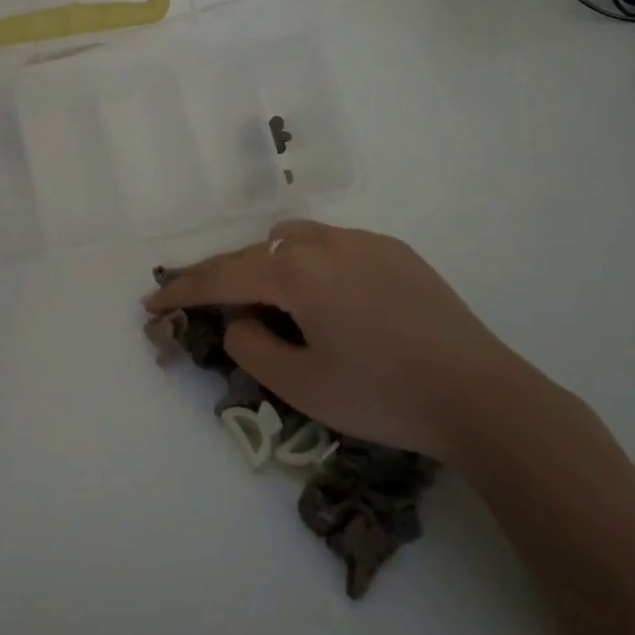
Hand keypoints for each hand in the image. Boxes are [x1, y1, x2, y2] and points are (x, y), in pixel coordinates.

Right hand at [144, 221, 526, 458]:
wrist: (481, 394)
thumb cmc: (382, 394)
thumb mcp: (302, 385)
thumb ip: (252, 347)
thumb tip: (239, 318)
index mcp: (294, 270)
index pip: (222, 276)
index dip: (183, 290)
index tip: (153, 303)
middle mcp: (324, 242)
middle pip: (255, 252)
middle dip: (224, 276)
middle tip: (204, 303)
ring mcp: (363, 241)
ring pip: (295, 240)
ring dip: (269, 264)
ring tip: (269, 301)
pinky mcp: (395, 251)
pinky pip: (334, 246)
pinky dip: (310, 264)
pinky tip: (329, 299)